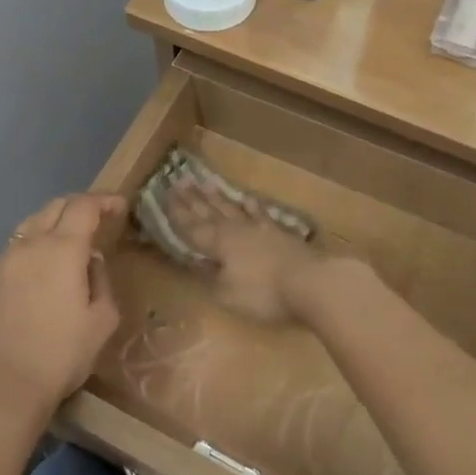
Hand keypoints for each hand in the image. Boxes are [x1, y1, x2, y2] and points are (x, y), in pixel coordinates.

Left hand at [0, 193, 123, 430]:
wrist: (4, 390)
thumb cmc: (61, 355)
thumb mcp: (101, 321)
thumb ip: (101, 282)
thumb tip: (90, 263)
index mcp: (62, 249)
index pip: (83, 206)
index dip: (104, 201)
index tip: (120, 207)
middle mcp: (29, 246)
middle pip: (54, 207)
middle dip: (78, 206)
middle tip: (96, 219)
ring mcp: (2, 263)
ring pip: (30, 227)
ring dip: (52, 225)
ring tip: (67, 244)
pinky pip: (14, 252)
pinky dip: (32, 249)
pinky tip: (39, 273)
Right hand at [164, 180, 320, 324]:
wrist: (311, 282)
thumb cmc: (263, 293)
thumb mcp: (228, 294)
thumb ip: (211, 278)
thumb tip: (200, 265)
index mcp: (219, 244)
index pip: (192, 227)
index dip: (177, 213)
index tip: (164, 195)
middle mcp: (236, 230)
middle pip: (210, 212)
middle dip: (192, 198)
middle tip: (179, 180)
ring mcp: (260, 228)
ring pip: (232, 208)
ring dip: (217, 197)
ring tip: (204, 182)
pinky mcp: (281, 232)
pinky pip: (260, 213)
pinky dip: (251, 205)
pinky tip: (246, 198)